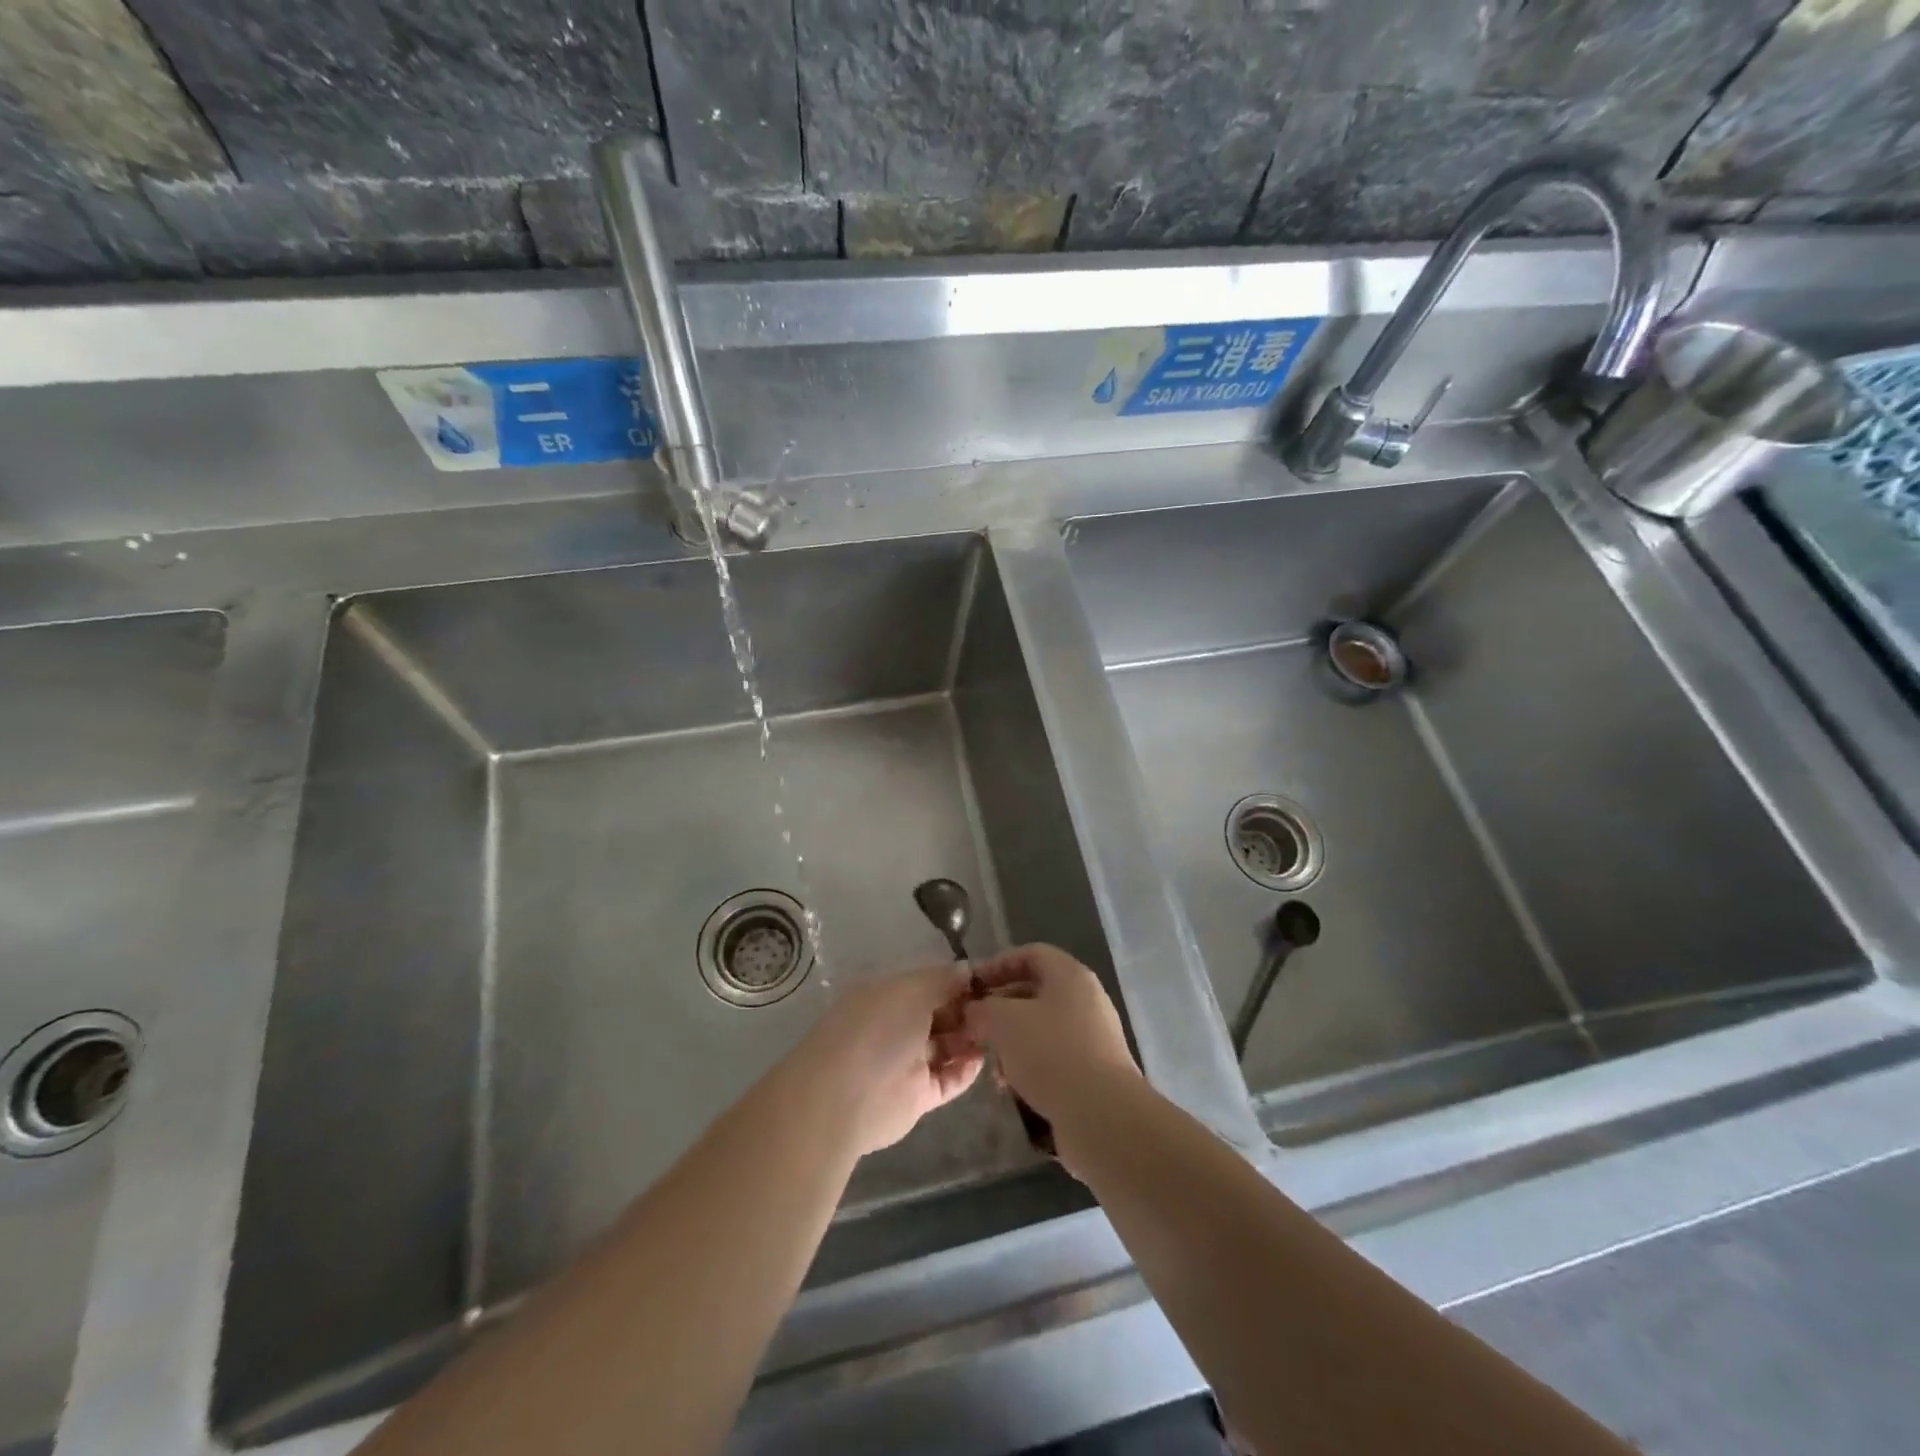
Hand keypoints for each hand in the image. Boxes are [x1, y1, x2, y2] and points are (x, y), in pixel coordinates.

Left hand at [786, 965, 982, 1156]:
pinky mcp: (917, 1097)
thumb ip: (944, 979)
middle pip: (941, 1014)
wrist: (843, 1097)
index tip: (992, 980)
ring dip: (971, 1038)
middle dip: (969, 1010)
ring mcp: (907, 1062)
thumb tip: (968, 969)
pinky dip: (966, 1070)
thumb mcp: (912, 990)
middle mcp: (897, 1025)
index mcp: (889, 995)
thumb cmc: (878, 1029)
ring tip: (1000, 1032)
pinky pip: (948, 1079)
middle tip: (1003, 1008)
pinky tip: (984, 1058)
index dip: (959, 981)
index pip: (930, 983)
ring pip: (947, 1046)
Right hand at [962, 945, 1138, 1130]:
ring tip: (990, 1063)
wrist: (1102, 1116)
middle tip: (973, 1026)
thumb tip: (974, 1011)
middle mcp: (1086, 999)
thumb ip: (983, 1009)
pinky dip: (1029, 1065)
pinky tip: (1011, 1087)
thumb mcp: (1004, 1022)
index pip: (1030, 954)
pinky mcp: (1093, 1071)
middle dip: (1000, 1008)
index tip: (972, 986)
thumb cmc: (1051, 1053)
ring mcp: (1093, 1037)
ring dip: (1012, 1041)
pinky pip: (1053, 1057)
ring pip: (1041, 1028)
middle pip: (1035, 992)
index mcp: (1070, 975)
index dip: (997, 965)